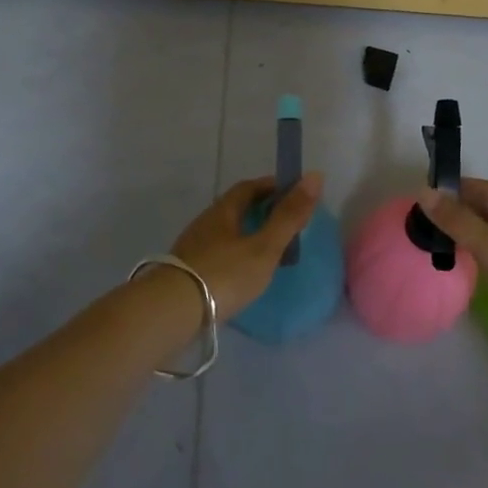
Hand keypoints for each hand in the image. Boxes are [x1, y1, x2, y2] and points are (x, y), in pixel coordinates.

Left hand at [171, 174, 324, 318]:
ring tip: (266, 250)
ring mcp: (191, 247)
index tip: (292, 193)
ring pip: (224, 232)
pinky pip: (216, 253)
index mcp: (223, 211)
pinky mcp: (185, 272)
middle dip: (259, 210)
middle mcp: (205, 223)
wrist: (171, 312)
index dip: (271, 186)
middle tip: (283, 223)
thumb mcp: (265, 246)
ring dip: (245, 233)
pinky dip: (234, 255)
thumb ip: (289, 215)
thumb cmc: (224, 274)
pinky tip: (241, 273)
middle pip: (235, 208)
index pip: (249, 187)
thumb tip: (315, 176)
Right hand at [419, 178, 487, 368]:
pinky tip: (466, 262)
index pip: (485, 189)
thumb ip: (458, 221)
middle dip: (460, 214)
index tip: (423, 197)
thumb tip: (424, 192)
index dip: (454, 191)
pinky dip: (484, 255)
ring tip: (438, 241)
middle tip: (424, 222)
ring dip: (471, 236)